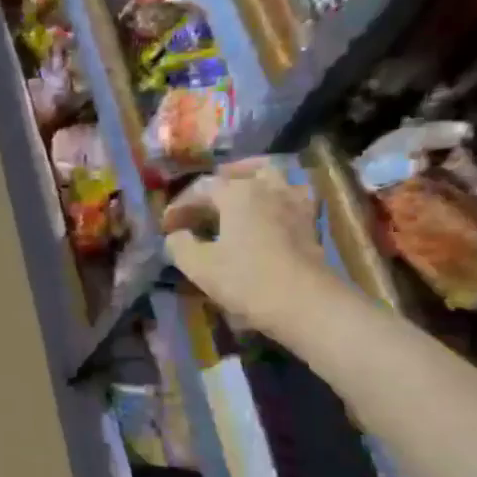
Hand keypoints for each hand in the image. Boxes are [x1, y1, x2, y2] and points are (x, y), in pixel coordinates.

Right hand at [161, 159, 344, 340]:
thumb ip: (179, 244)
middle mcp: (266, 188)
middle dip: (216, 185)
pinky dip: (278, 197)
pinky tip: (269, 211)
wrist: (304, 302)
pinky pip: (292, 196)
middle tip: (201, 203)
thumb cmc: (245, 279)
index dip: (179, 206)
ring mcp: (292, 203)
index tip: (166, 227)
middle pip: (239, 174)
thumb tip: (176, 235)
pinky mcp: (310, 222)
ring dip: (252, 181)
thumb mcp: (197, 265)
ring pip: (272, 177)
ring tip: (238, 195)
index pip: (200, 189)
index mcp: (236, 193)